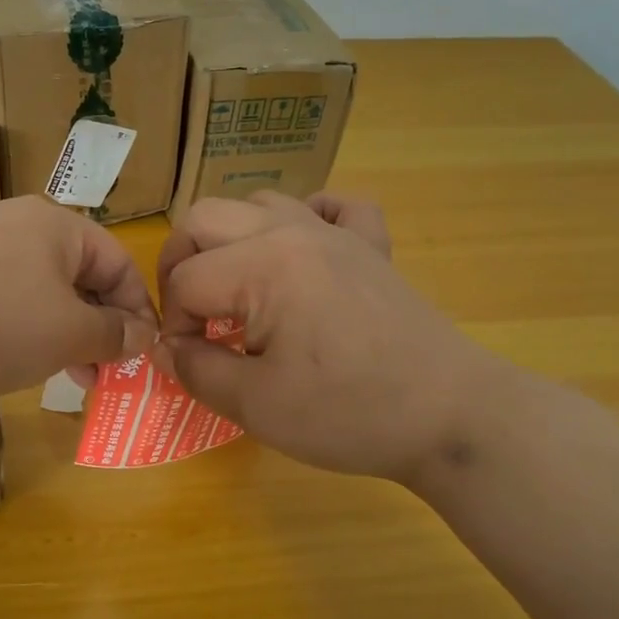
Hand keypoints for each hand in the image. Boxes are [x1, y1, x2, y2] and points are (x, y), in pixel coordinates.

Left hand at [0, 196, 157, 406]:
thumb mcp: (69, 331)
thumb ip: (113, 333)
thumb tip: (142, 336)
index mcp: (52, 224)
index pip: (117, 260)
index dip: (138, 308)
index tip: (145, 353)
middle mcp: (16, 230)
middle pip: (79, 276)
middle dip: (102, 326)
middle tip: (111, 371)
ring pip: (42, 296)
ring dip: (68, 337)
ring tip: (77, 378)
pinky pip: (5, 309)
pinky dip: (27, 337)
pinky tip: (30, 369)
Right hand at [155, 192, 513, 483]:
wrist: (452, 417)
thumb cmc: (349, 414)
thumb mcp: (256, 406)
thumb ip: (197, 370)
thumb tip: (167, 349)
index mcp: (263, 266)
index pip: (185, 281)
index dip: (174, 325)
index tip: (189, 361)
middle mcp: (293, 231)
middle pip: (204, 218)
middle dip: (180, 264)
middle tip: (192, 315)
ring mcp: (337, 233)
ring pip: (258, 202)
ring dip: (231, 239)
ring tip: (237, 288)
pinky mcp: (371, 246)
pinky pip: (333, 205)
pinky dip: (306, 218)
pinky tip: (301, 252)